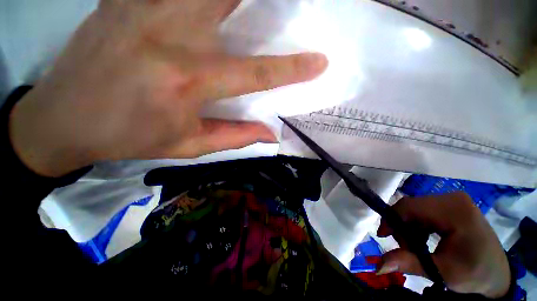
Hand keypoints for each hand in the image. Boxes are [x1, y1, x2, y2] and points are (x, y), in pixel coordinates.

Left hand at [9, 0, 327, 176]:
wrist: (65, 118)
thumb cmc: (129, 138)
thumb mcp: (188, 146)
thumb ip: (235, 137)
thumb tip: (270, 134)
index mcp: (187, 82)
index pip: (256, 73)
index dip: (292, 69)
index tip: (319, 62)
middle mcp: (170, 36)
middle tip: (294, 2)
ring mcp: (143, 6)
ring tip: (258, 3)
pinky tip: (207, 2)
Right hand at [377, 192, 510, 297]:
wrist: (496, 272)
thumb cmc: (474, 274)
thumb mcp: (442, 272)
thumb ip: (409, 264)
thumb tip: (378, 265)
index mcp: (455, 211)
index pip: (410, 207)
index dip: (391, 219)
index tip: (383, 237)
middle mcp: (452, 198)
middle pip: (411, 206)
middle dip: (402, 226)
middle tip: (406, 248)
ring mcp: (452, 200)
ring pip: (415, 208)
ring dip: (409, 226)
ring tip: (416, 246)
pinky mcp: (451, 204)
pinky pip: (422, 210)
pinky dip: (417, 224)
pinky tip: (423, 238)